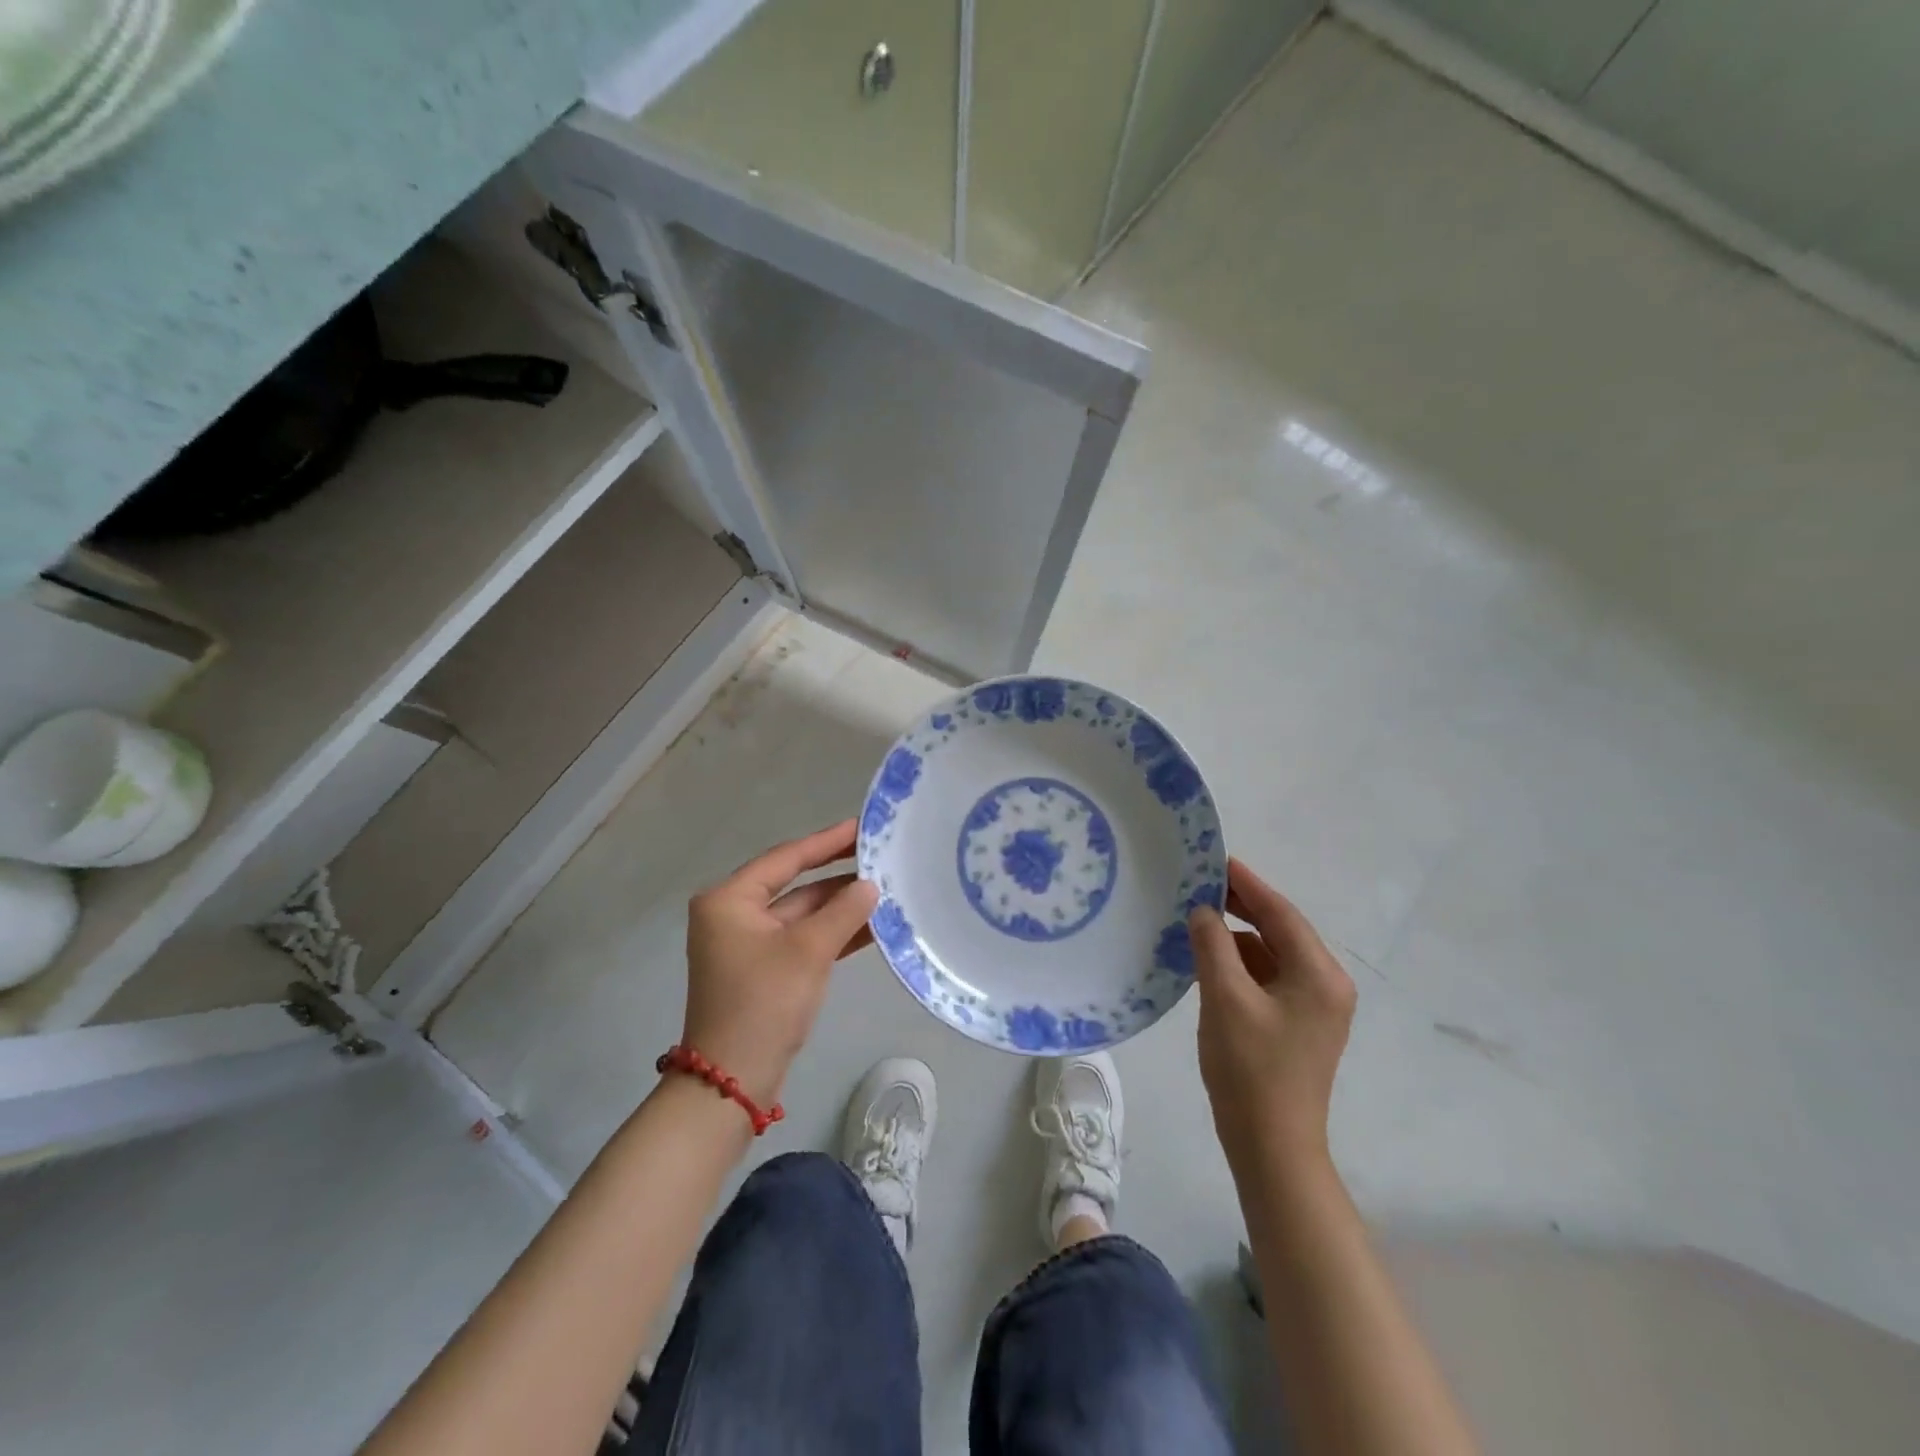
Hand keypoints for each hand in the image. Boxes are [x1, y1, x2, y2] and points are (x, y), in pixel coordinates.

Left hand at [681, 821, 878, 1106]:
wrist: (732, 1081)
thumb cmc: (764, 1003)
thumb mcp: (808, 951)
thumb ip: (843, 912)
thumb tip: (870, 886)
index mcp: (729, 900)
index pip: (786, 858)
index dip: (827, 841)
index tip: (861, 827)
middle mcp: (734, 915)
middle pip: (795, 885)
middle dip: (838, 877)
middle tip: (881, 858)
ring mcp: (748, 945)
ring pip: (803, 914)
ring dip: (841, 907)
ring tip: (886, 890)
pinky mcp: (765, 970)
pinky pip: (803, 940)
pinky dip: (833, 933)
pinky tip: (871, 926)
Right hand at [1188, 858, 1356, 1175]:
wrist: (1272, 1147)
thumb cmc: (1251, 1069)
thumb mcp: (1225, 998)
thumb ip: (1213, 945)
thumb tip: (1203, 911)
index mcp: (1319, 975)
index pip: (1281, 913)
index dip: (1247, 883)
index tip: (1215, 859)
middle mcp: (1326, 984)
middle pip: (1281, 930)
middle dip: (1241, 907)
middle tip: (1199, 885)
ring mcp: (1315, 1007)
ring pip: (1272, 954)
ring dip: (1238, 937)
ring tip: (1197, 922)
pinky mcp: (1299, 1024)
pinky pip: (1269, 977)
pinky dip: (1241, 964)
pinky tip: (1209, 961)